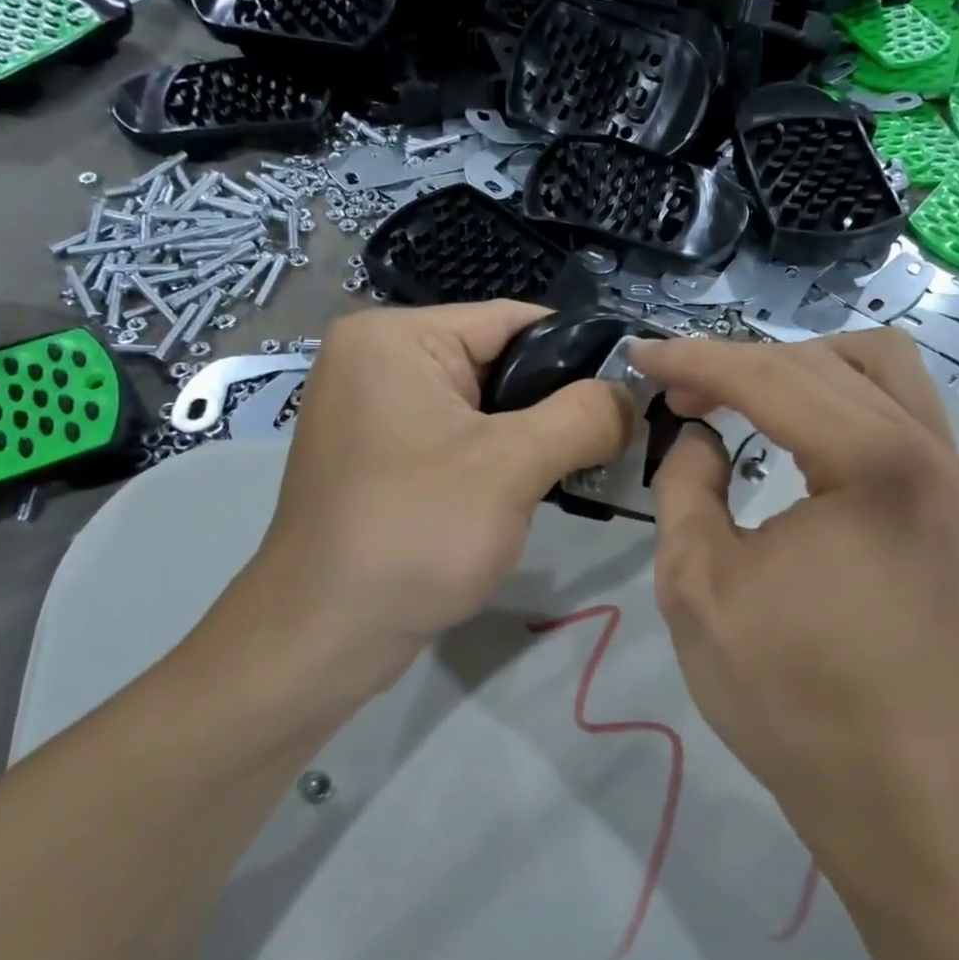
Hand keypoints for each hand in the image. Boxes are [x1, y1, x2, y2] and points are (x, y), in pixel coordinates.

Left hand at [229, 303, 631, 720]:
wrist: (323, 639)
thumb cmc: (413, 535)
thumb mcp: (511, 467)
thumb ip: (583, 417)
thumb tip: (630, 395)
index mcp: (395, 337)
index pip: (515, 320)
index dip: (582, 353)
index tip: (635, 393)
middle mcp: (377, 360)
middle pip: (498, 361)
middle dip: (557, 403)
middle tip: (617, 441)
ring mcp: (374, 411)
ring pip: (482, 406)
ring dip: (533, 437)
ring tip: (586, 467)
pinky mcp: (380, 456)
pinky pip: (457, 439)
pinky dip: (499, 459)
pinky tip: (535, 489)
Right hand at [630, 330, 958, 861]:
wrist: (888, 783)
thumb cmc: (784, 691)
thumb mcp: (697, 583)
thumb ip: (685, 484)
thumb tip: (700, 434)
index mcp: (877, 469)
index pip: (773, 378)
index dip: (697, 360)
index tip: (642, 355)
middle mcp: (936, 455)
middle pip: (827, 361)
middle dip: (743, 364)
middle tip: (684, 394)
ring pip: (883, 369)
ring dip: (803, 369)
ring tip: (745, 400)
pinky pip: (904, 414)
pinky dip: (844, 402)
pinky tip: (804, 434)